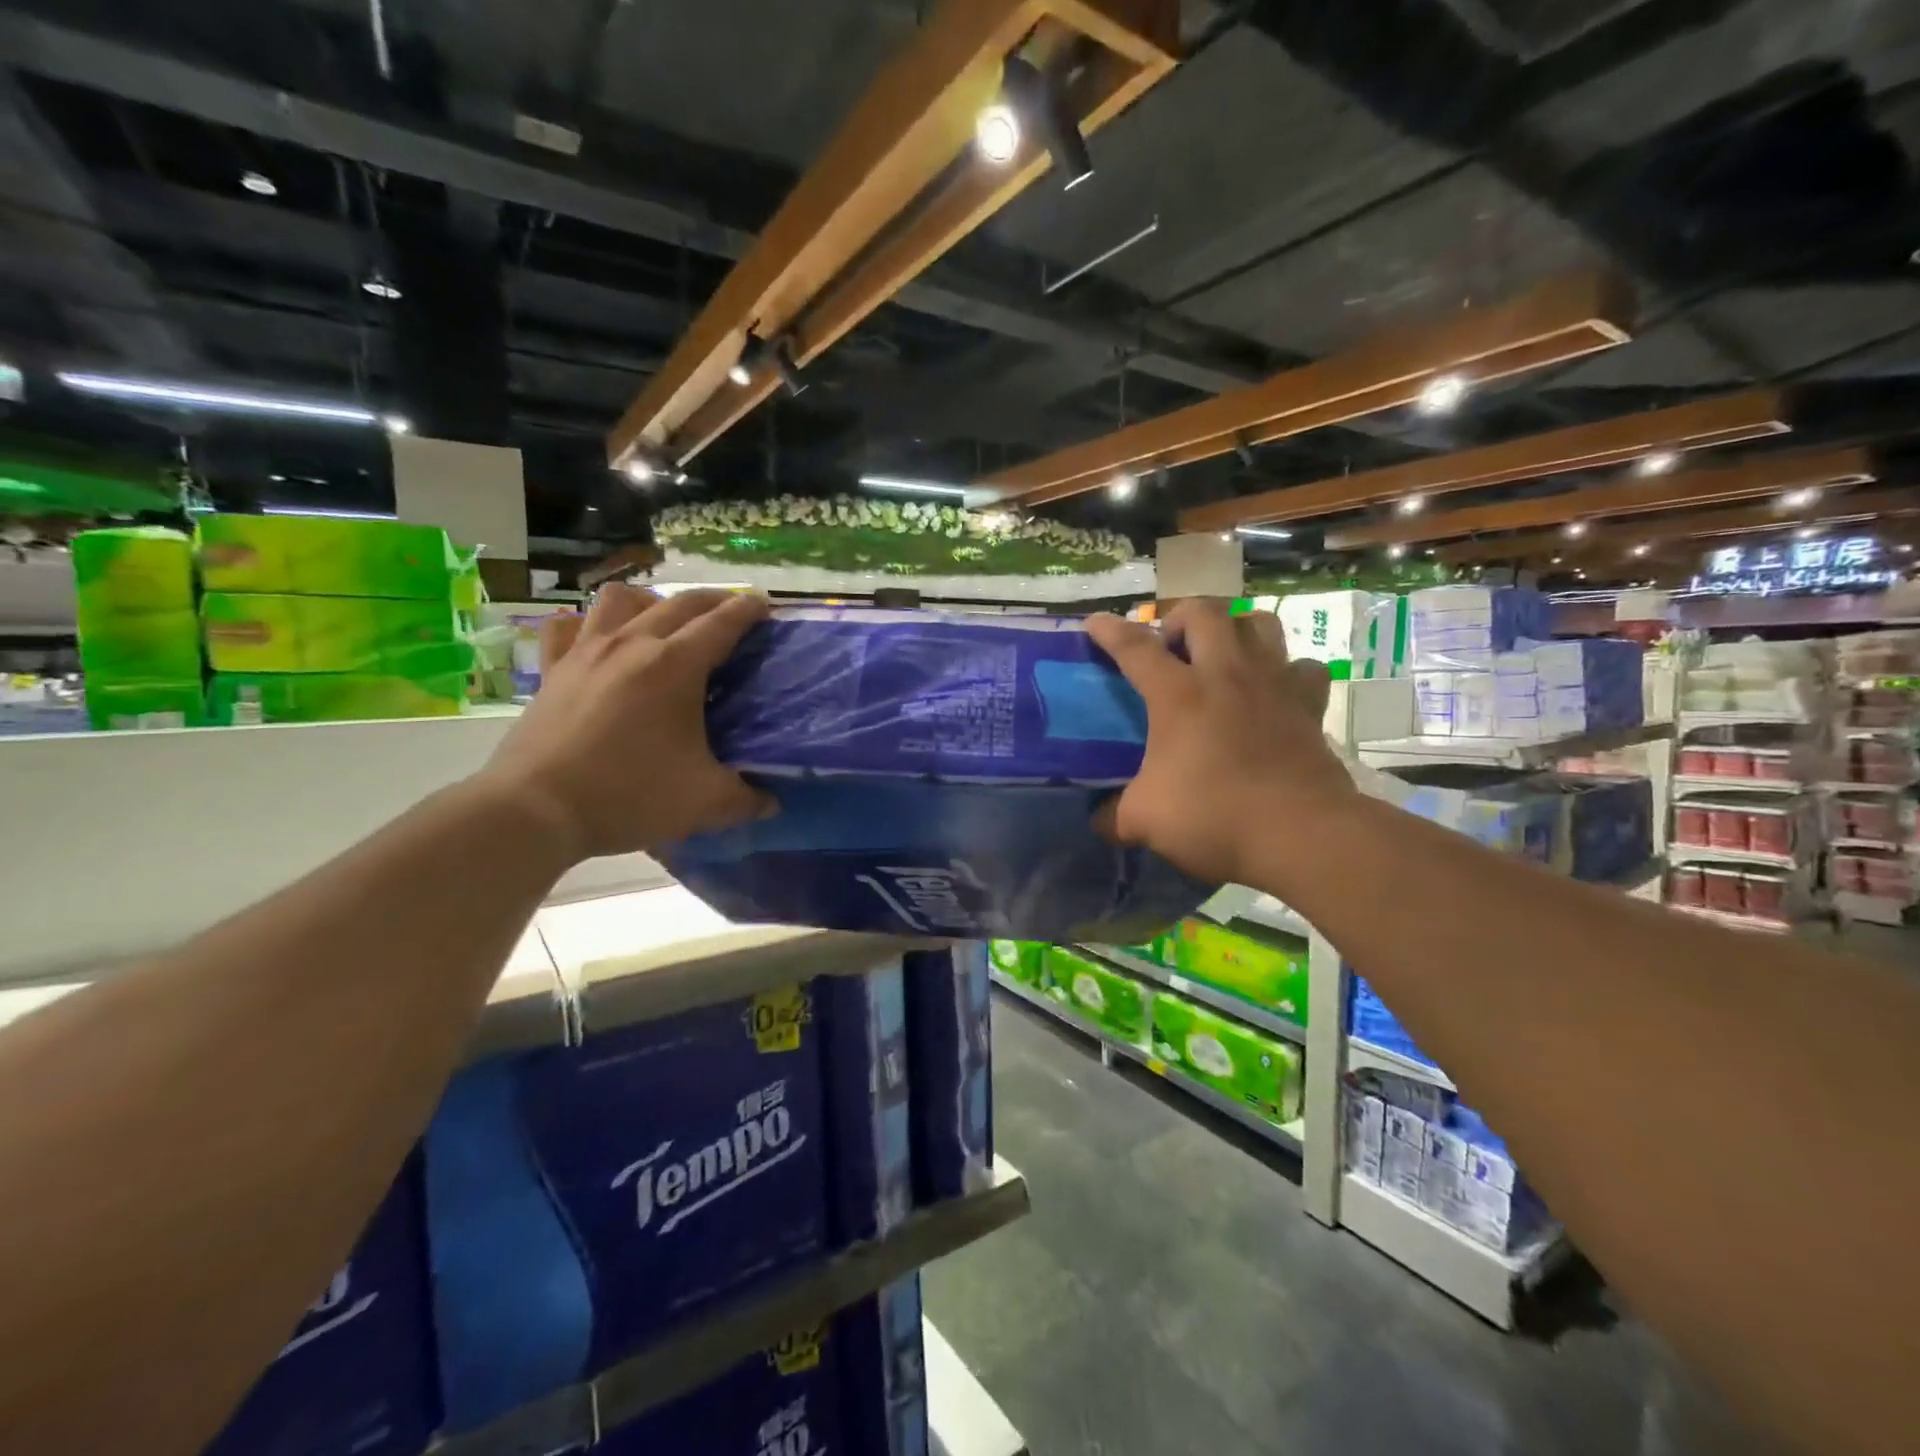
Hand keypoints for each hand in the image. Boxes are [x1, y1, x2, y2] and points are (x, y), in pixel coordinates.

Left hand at [475, 584, 774, 862]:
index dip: (748, 609)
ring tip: (664, 622)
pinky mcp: (552, 670)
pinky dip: (588, 624)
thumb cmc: (628, 796)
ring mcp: (586, 652)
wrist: (535, 809)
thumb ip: (746, 799)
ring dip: (651, 602)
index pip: (721, 623)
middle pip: (679, 602)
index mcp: (675, 666)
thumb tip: (771, 803)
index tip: (764, 603)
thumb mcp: (703, 803)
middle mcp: (631, 644)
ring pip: (621, 599)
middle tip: (731, 611)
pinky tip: (598, 640)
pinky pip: (568, 626)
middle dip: (712, 600)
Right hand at [1085, 601, 1356, 885]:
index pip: (1135, 648)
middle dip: (1179, 617)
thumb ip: (1114, 816)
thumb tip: (1099, 820)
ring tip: (1222, 652)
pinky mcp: (1310, 704)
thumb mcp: (1144, 821)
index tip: (1095, 621)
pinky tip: (1274, 689)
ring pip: (1258, 623)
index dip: (1110, 631)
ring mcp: (1273, 683)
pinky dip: (1286, 669)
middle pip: (1203, 613)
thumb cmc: (1214, 815)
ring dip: (1234, 628)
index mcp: (1178, 695)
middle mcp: (1226, 675)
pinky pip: (1303, 666)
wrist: (1299, 833)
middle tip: (1169, 646)